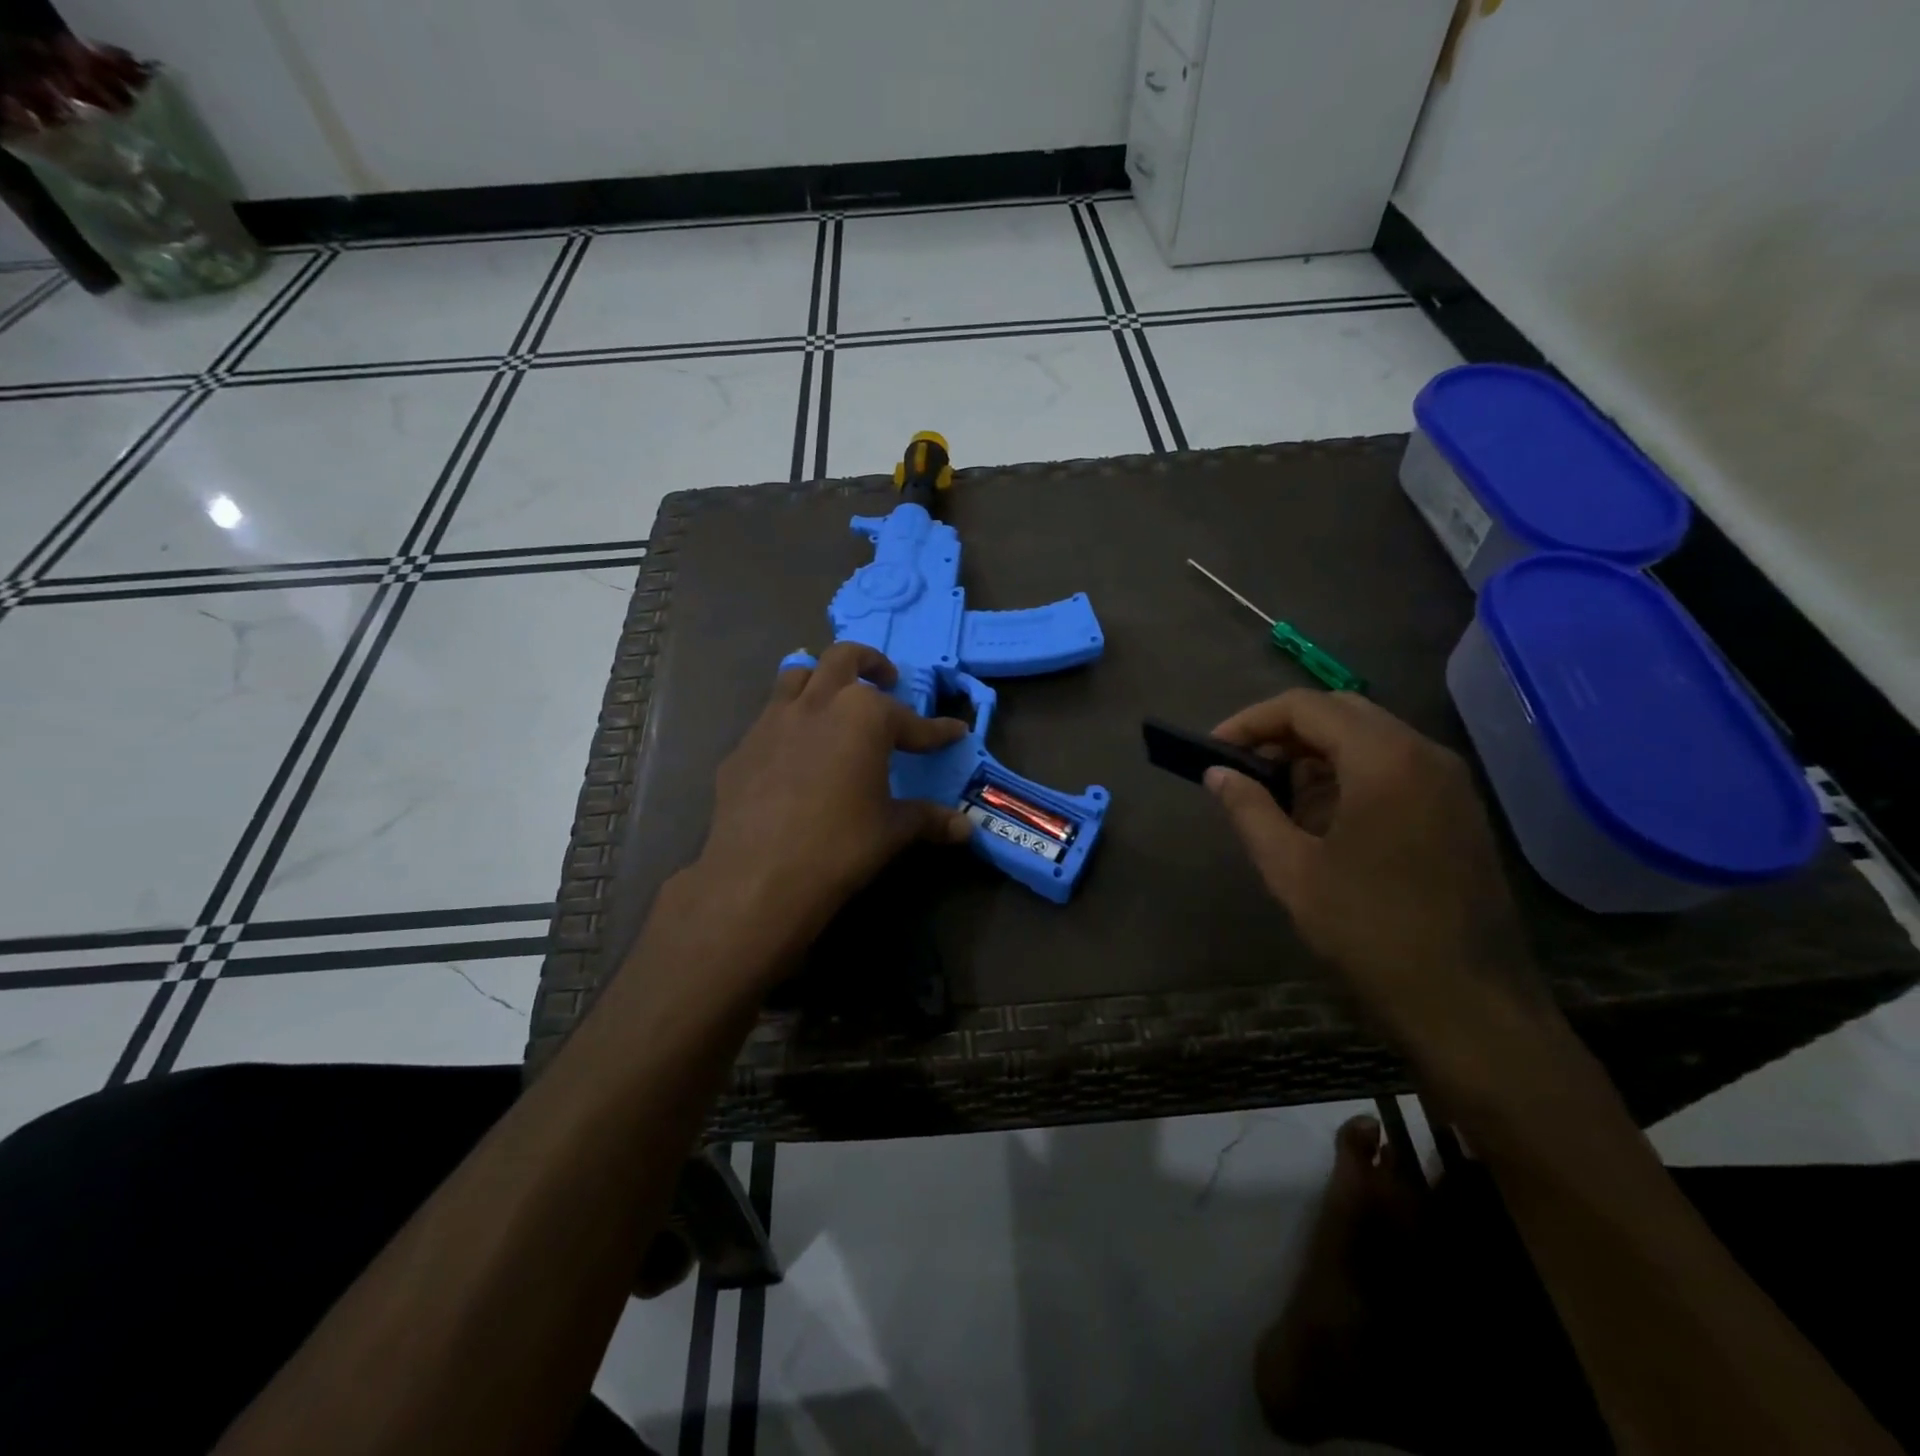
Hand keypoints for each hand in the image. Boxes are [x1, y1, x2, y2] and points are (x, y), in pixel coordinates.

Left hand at [690, 643, 971, 972]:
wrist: (759, 877)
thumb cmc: (840, 846)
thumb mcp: (892, 831)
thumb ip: (928, 819)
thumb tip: (965, 827)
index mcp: (864, 716)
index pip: (911, 720)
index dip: (936, 730)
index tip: (954, 731)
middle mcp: (818, 703)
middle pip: (844, 658)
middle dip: (870, 663)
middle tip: (887, 680)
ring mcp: (773, 721)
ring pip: (797, 675)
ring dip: (821, 680)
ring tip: (834, 702)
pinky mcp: (742, 748)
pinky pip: (770, 721)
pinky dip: (790, 725)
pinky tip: (795, 755)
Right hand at [1206, 690, 1556, 1090]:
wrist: (1470, 1006)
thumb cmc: (1371, 933)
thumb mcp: (1292, 870)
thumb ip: (1249, 810)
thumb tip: (1216, 774)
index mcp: (1385, 760)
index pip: (1306, 707)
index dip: (1251, 721)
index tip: (1214, 751)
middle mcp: (1425, 754)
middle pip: (1341, 712)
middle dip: (1283, 733)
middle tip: (1242, 768)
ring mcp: (1450, 782)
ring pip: (1370, 738)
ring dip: (1316, 754)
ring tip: (1275, 796)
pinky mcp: (1459, 811)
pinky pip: (1395, 767)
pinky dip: (1349, 774)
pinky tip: (1322, 818)